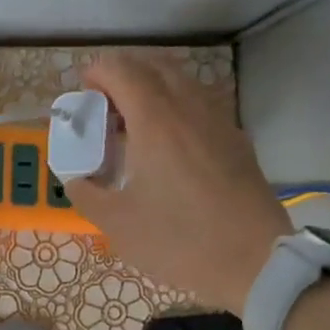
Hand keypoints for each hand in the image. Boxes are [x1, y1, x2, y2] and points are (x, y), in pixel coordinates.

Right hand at [66, 53, 292, 313]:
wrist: (253, 261)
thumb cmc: (178, 240)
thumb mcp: (117, 223)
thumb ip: (87, 194)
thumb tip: (76, 180)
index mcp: (155, 121)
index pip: (123, 71)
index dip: (98, 71)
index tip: (83, 89)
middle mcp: (189, 108)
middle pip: (155, 67)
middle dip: (124, 75)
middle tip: (104, 104)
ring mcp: (219, 122)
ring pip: (182, 83)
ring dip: (152, 90)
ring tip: (133, 123)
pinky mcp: (236, 141)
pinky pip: (200, 105)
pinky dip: (176, 108)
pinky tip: (167, 145)